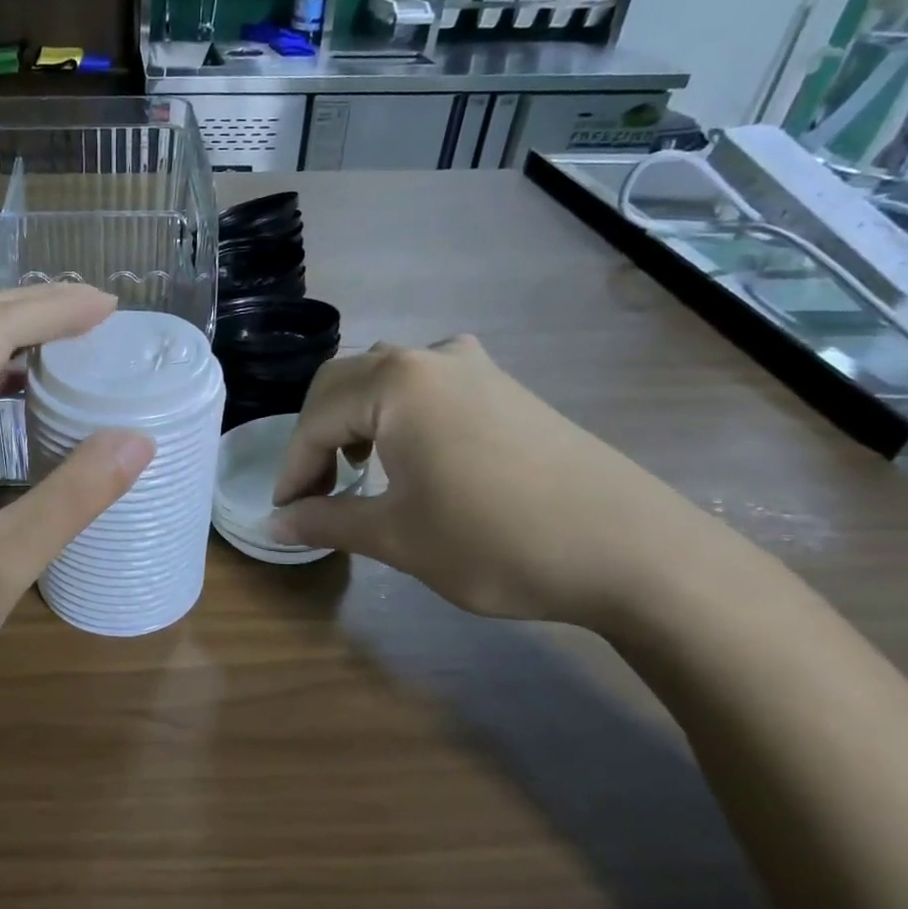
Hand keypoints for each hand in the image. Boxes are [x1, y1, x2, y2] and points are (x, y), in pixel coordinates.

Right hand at [272, 338, 695, 628]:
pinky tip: (412, 454)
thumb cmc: (496, 540)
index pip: (315, 420)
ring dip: (357, 418)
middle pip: (343, 384)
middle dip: (317, 436)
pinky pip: (428, 384)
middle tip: (315, 491)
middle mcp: (429, 358)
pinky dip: (399, 413)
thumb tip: (274, 523)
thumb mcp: (397, 536)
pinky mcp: (505, 386)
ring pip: (385, 377)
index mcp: (394, 382)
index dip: (292, 469)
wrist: (633, 550)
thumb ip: (326, 522)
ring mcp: (474, 367)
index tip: (285, 512)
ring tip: (358, 469)